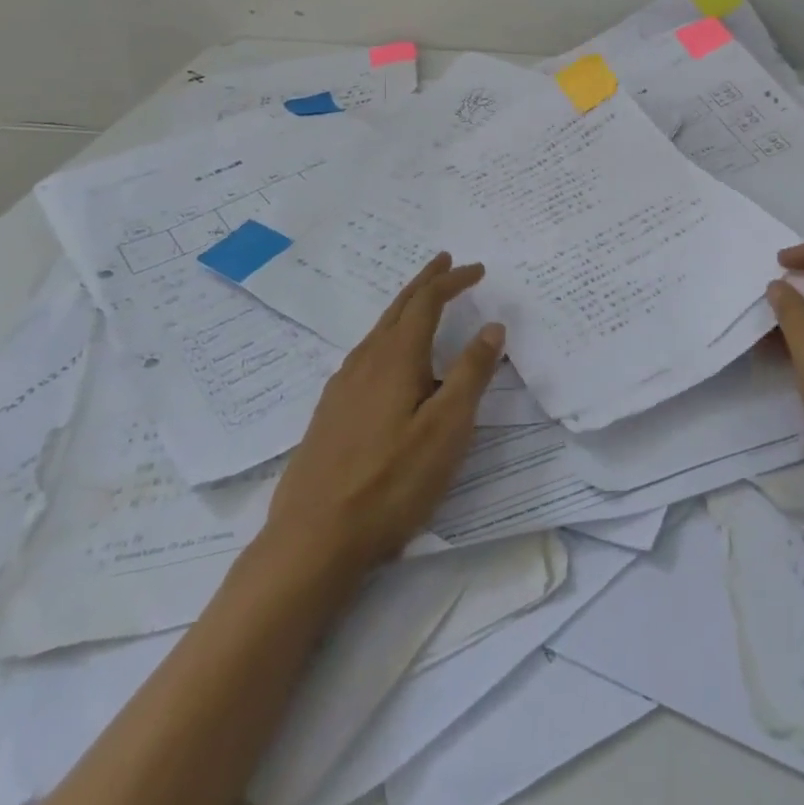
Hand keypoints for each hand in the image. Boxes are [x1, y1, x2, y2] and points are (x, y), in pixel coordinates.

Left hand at [259, 253, 505, 577]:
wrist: (311, 541)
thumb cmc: (390, 483)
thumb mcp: (446, 429)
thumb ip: (471, 374)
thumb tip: (492, 326)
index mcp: (395, 358)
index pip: (427, 302)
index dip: (452, 281)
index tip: (477, 269)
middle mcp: (365, 362)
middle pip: (398, 308)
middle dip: (425, 282)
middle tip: (445, 263)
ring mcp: (342, 388)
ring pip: (379, 331)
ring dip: (405, 309)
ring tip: (423, 304)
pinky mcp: (330, 413)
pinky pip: (366, 355)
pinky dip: (389, 336)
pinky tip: (390, 361)